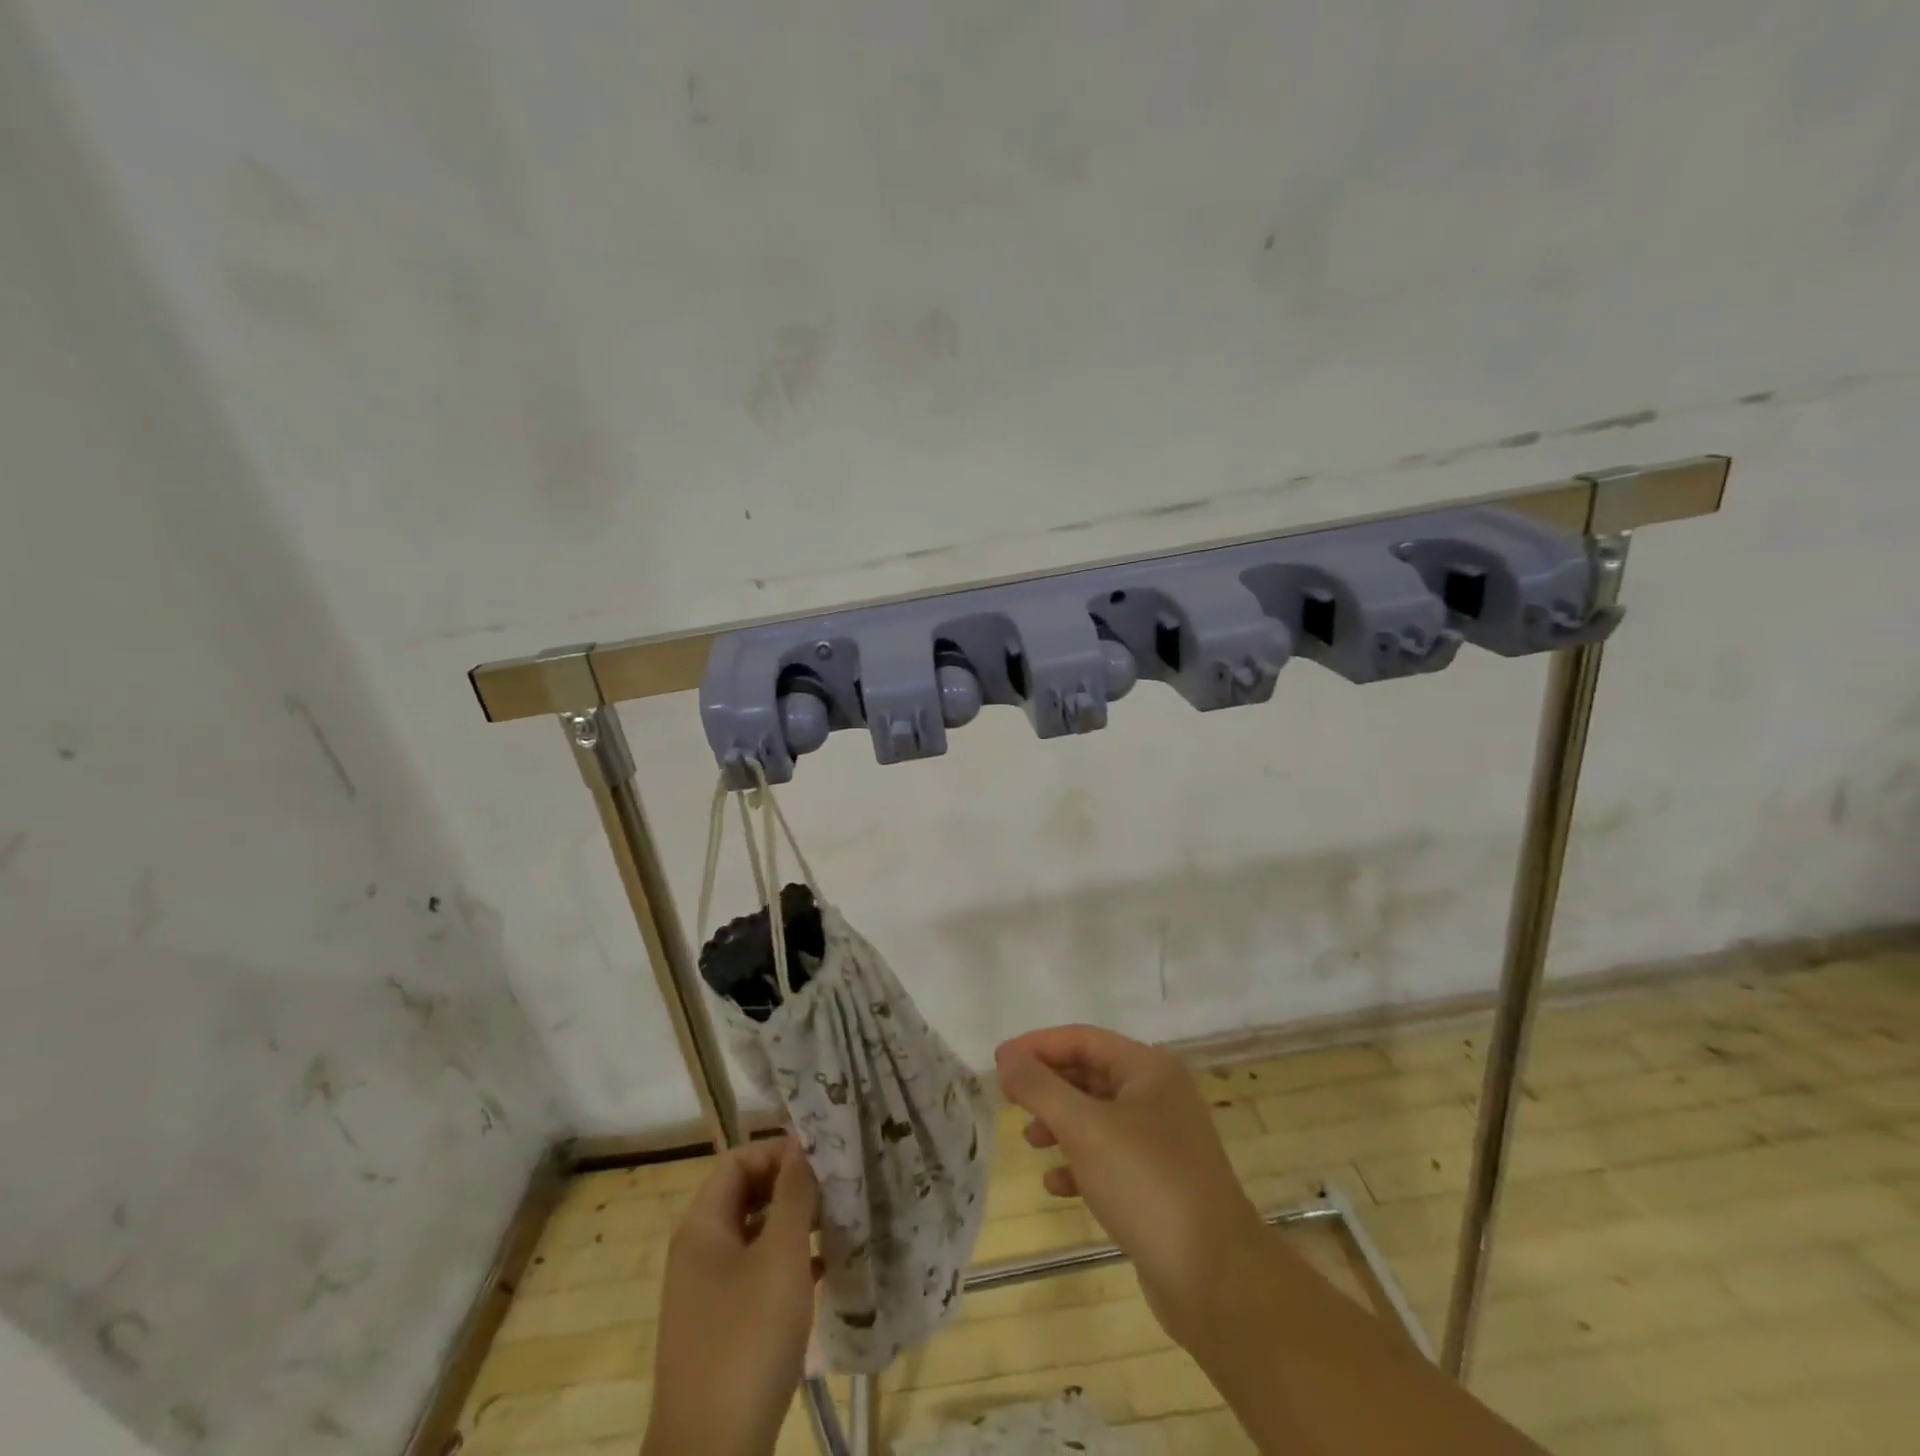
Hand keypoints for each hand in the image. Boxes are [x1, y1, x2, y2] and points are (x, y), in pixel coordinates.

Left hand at [643, 1139, 817, 1455]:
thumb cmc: (747, 1338)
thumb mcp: (781, 1256)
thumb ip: (794, 1195)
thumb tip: (800, 1146)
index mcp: (701, 1226)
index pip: (738, 1160)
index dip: (778, 1152)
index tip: (822, 1159)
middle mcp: (697, 1252)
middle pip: (745, 1196)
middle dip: (790, 1187)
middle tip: (835, 1190)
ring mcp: (705, 1294)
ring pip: (753, 1236)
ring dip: (793, 1226)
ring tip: (837, 1225)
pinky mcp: (720, 1329)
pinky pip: (754, 1275)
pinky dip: (786, 1265)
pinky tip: (821, 1273)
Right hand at [995, 1025, 1265, 1352]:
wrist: (1215, 1278)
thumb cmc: (1146, 1184)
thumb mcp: (1084, 1128)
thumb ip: (1040, 1087)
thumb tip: (1006, 1057)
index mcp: (1148, 1068)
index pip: (1082, 1039)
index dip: (1037, 1046)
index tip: (998, 1062)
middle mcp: (1158, 1095)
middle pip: (1090, 1074)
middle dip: (1048, 1085)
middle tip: (1007, 1098)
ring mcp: (1162, 1140)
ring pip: (1098, 1117)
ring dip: (1061, 1123)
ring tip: (1030, 1140)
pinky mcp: (1160, 1182)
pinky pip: (1110, 1157)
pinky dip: (1080, 1163)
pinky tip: (1056, 1184)